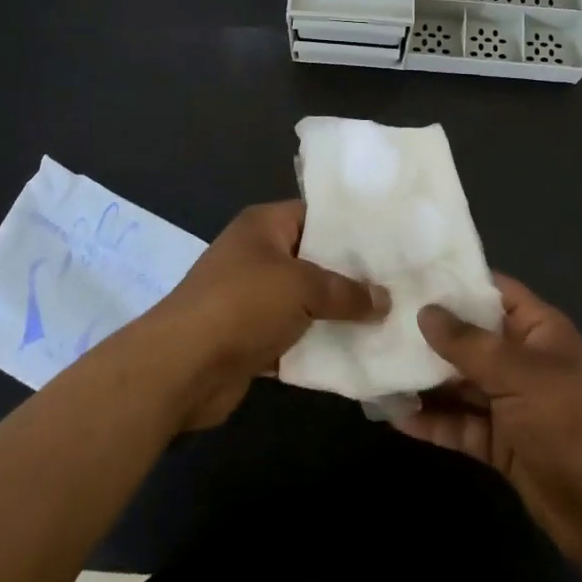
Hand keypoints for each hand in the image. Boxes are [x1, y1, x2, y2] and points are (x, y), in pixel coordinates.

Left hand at [142, 200, 389, 429]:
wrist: (181, 367)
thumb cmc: (242, 305)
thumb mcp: (301, 286)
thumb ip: (346, 291)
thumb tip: (384, 300)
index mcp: (264, 225)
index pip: (317, 214)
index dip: (352, 226)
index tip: (393, 240)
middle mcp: (258, 254)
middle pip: (314, 258)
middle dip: (352, 274)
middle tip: (400, 283)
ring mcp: (253, 298)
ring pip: (307, 300)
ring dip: (338, 313)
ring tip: (389, 317)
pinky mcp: (252, 337)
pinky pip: (295, 336)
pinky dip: (319, 344)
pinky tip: (359, 352)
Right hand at [396, 275, 581, 581]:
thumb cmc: (572, 423)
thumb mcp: (520, 374)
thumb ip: (469, 344)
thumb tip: (425, 311)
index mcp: (536, 329)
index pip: (490, 291)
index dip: (453, 281)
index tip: (406, 273)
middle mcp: (521, 360)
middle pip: (468, 338)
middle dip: (427, 333)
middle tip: (376, 320)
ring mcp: (510, 404)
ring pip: (459, 383)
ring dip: (423, 379)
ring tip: (374, 367)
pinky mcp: (501, 445)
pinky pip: (461, 425)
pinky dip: (432, 423)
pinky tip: (394, 417)